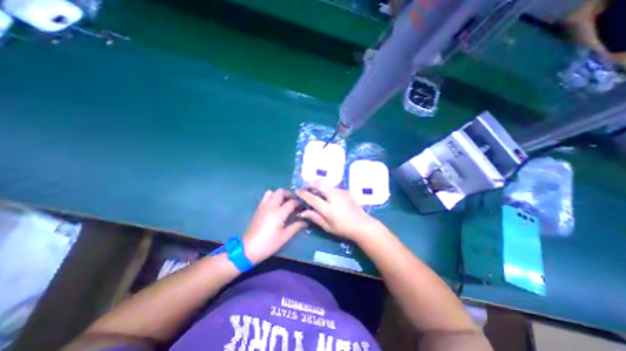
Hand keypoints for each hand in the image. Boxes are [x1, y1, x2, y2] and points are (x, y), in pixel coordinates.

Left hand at [241, 190, 306, 262]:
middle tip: (293, 202)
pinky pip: (266, 197)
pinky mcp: (258, 208)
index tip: (303, 207)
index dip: (299, 203)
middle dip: (289, 194)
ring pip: (272, 192)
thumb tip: (305, 222)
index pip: (292, 202)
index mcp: (279, 212)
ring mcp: (263, 206)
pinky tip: (275, 206)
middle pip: (281, 192)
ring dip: (280, 195)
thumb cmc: (269, 243)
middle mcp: (271, 206)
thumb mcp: (285, 236)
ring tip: (284, 203)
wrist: (249, 248)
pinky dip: (272, 197)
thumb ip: (296, 226)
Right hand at [297, 184, 378, 240]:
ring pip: (327, 183)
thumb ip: (315, 218)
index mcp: (329, 209)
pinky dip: (327, 187)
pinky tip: (327, 193)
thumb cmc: (343, 229)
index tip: (297, 191)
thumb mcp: (328, 227)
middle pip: (320, 185)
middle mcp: (335, 198)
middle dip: (311, 183)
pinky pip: (333, 186)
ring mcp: (341, 193)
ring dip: (319, 184)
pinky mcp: (346, 191)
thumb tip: (302, 212)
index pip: (313, 198)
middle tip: (306, 186)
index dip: (304, 194)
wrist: (362, 225)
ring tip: (315, 188)